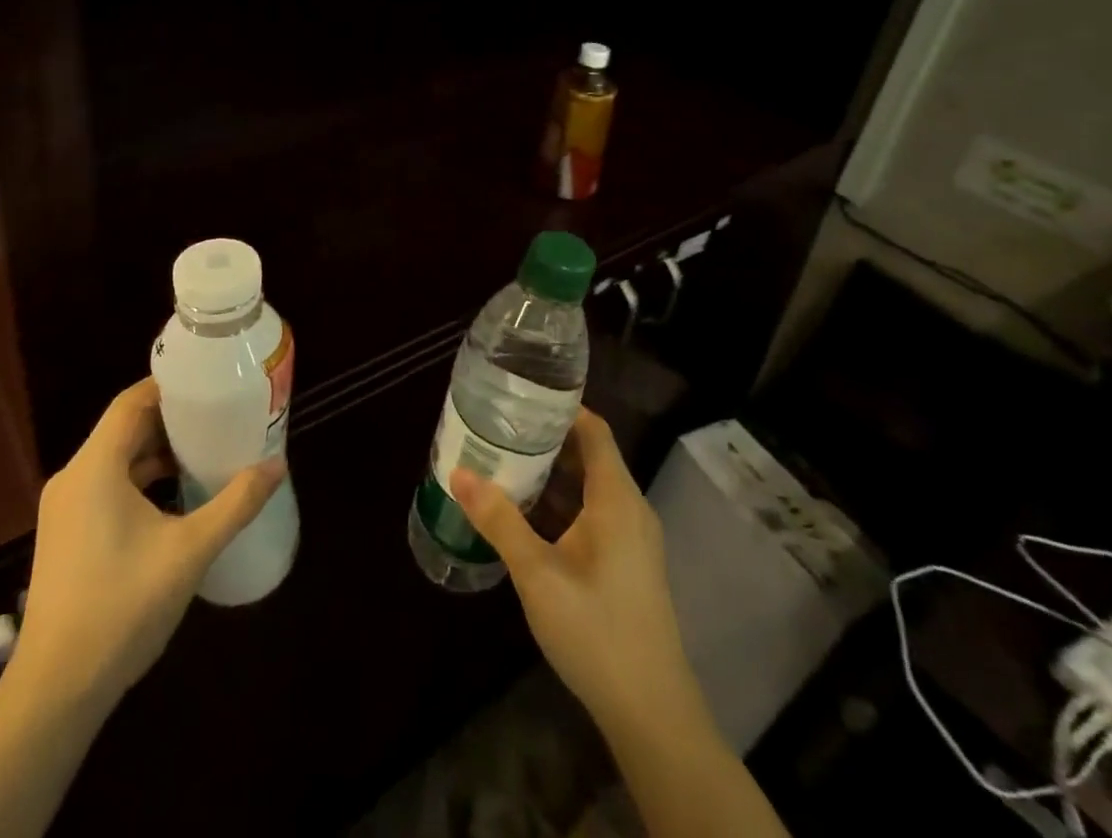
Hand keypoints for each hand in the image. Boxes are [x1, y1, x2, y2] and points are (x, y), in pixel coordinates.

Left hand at [14, 378, 284, 704]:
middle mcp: (74, 478)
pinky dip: (141, 479)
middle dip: (172, 418)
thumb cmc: (122, 608)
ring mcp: (66, 509)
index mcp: (95, 467)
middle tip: (219, 413)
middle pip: (125, 427)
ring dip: (158, 451)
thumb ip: (236, 503)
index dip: (170, 386)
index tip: (210, 381)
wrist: (55, 692)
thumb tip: (278, 464)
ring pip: (116, 458)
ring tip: (206, 448)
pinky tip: (176, 495)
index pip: (132, 402)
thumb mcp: (190, 550)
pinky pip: (107, 485)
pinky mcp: (67, 534)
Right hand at [451, 408, 694, 731]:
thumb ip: (499, 520)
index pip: (594, 430)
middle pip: (593, 454)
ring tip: (510, 463)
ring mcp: (635, 538)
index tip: (521, 399)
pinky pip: (598, 513)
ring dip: (557, 473)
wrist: (652, 712)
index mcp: (617, 498)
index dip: (563, 409)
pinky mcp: (631, 563)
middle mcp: (632, 508)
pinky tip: (533, 515)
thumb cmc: (595, 631)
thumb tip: (459, 473)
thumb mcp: (538, 574)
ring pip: (594, 486)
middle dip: (550, 440)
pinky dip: (567, 502)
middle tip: (503, 430)